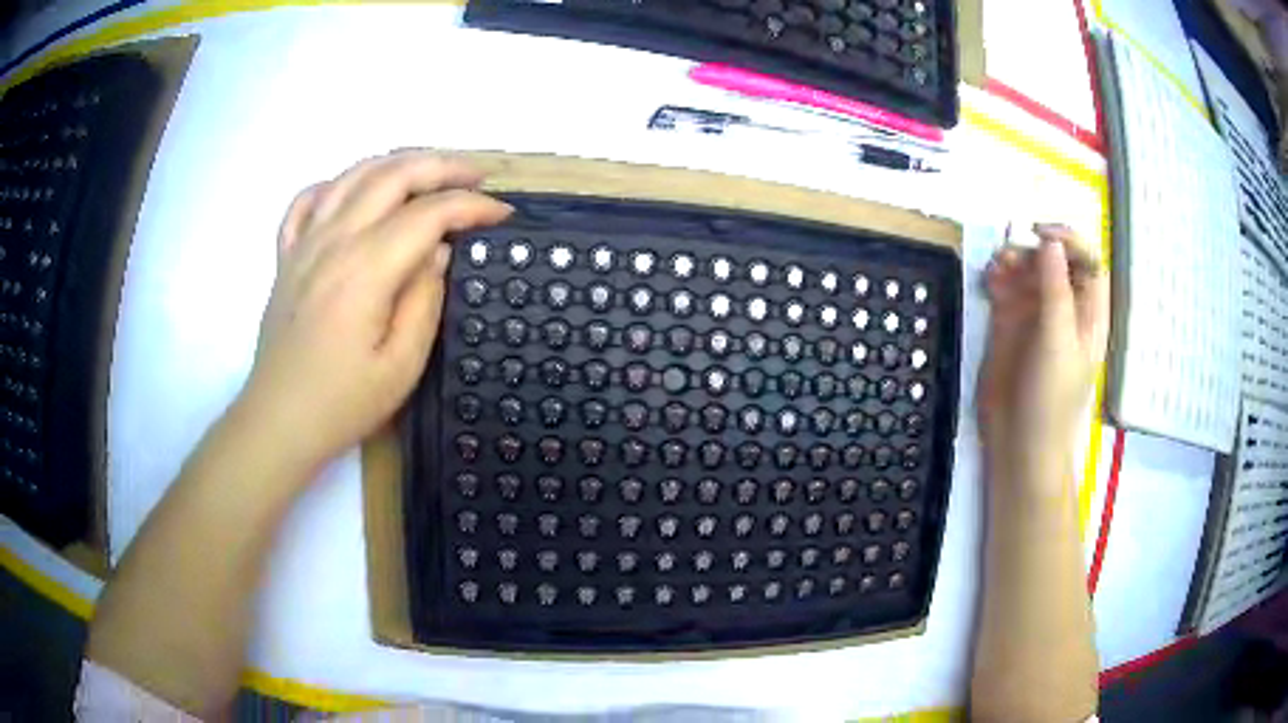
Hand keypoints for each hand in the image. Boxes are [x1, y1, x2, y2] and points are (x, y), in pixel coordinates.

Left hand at [240, 150, 512, 471]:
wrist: (279, 421)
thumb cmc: (343, 403)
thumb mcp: (402, 365)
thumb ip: (425, 299)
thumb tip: (439, 250)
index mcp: (366, 268)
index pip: (429, 213)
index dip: (472, 206)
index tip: (502, 215)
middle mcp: (334, 240)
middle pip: (393, 175)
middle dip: (442, 166)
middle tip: (477, 177)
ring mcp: (305, 243)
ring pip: (353, 175)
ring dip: (397, 162)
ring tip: (429, 171)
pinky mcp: (287, 256)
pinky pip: (308, 200)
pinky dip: (336, 183)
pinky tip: (355, 192)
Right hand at [977, 225, 1109, 490]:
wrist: (1019, 443)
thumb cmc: (1050, 397)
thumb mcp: (1057, 341)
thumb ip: (1055, 290)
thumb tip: (1050, 241)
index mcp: (1088, 313)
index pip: (1087, 261)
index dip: (1069, 240)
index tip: (1040, 234)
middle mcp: (1065, 308)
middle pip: (1054, 260)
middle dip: (1034, 251)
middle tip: (1012, 256)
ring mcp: (1037, 315)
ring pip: (1028, 270)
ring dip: (1013, 260)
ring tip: (996, 268)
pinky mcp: (1010, 324)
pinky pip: (1005, 287)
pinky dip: (996, 277)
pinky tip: (988, 280)